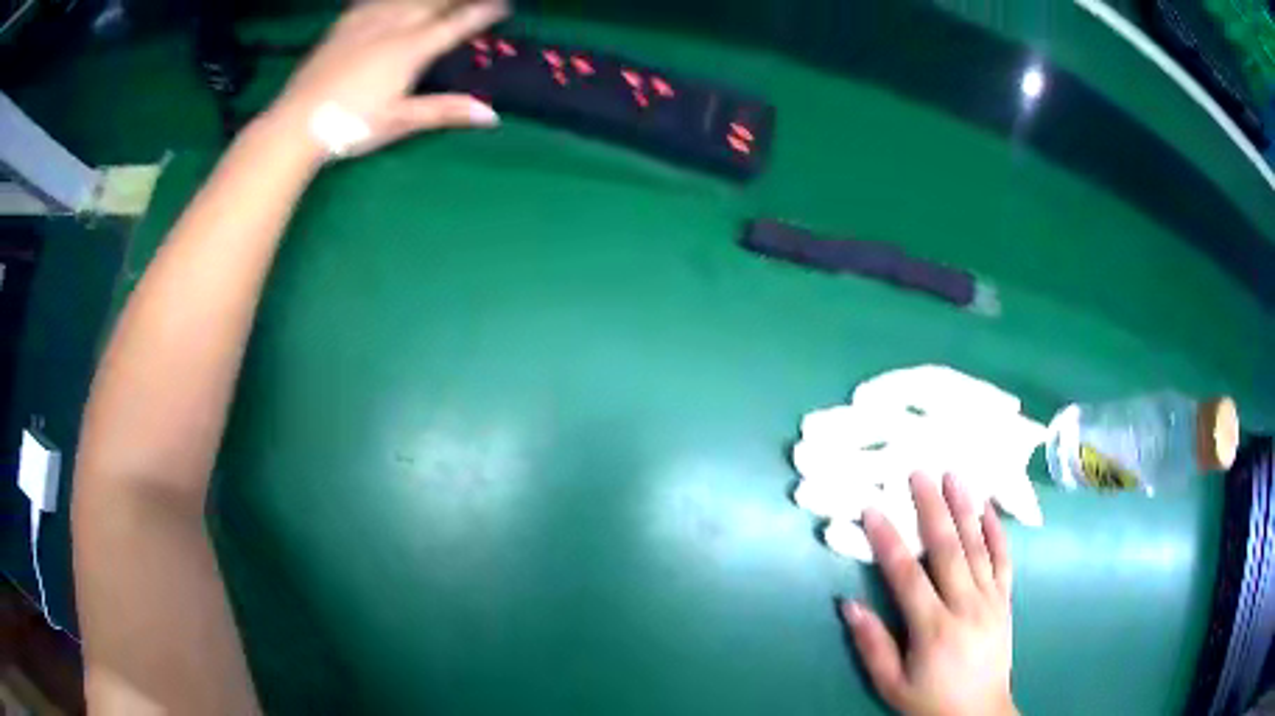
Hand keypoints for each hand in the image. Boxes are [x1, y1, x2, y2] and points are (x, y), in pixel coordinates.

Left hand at [266, 0, 506, 160]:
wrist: (295, 124)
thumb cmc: (349, 127)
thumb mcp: (399, 121)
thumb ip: (444, 111)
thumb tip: (490, 115)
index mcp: (409, 50)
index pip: (455, 25)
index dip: (481, 14)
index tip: (503, 5)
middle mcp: (391, 27)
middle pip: (432, 3)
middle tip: (474, 0)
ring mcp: (364, 23)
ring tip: (438, 0)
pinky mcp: (342, 27)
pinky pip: (371, 1)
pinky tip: (391, 1)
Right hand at [840, 473, 1017, 715]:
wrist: (978, 714)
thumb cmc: (929, 700)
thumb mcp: (891, 684)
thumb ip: (871, 645)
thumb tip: (848, 604)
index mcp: (932, 628)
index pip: (906, 576)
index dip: (888, 540)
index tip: (872, 508)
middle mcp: (964, 605)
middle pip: (947, 549)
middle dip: (931, 508)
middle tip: (918, 472)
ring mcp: (989, 599)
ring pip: (978, 546)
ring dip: (965, 508)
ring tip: (954, 475)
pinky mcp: (1005, 600)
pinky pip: (1004, 559)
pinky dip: (997, 531)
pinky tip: (988, 507)